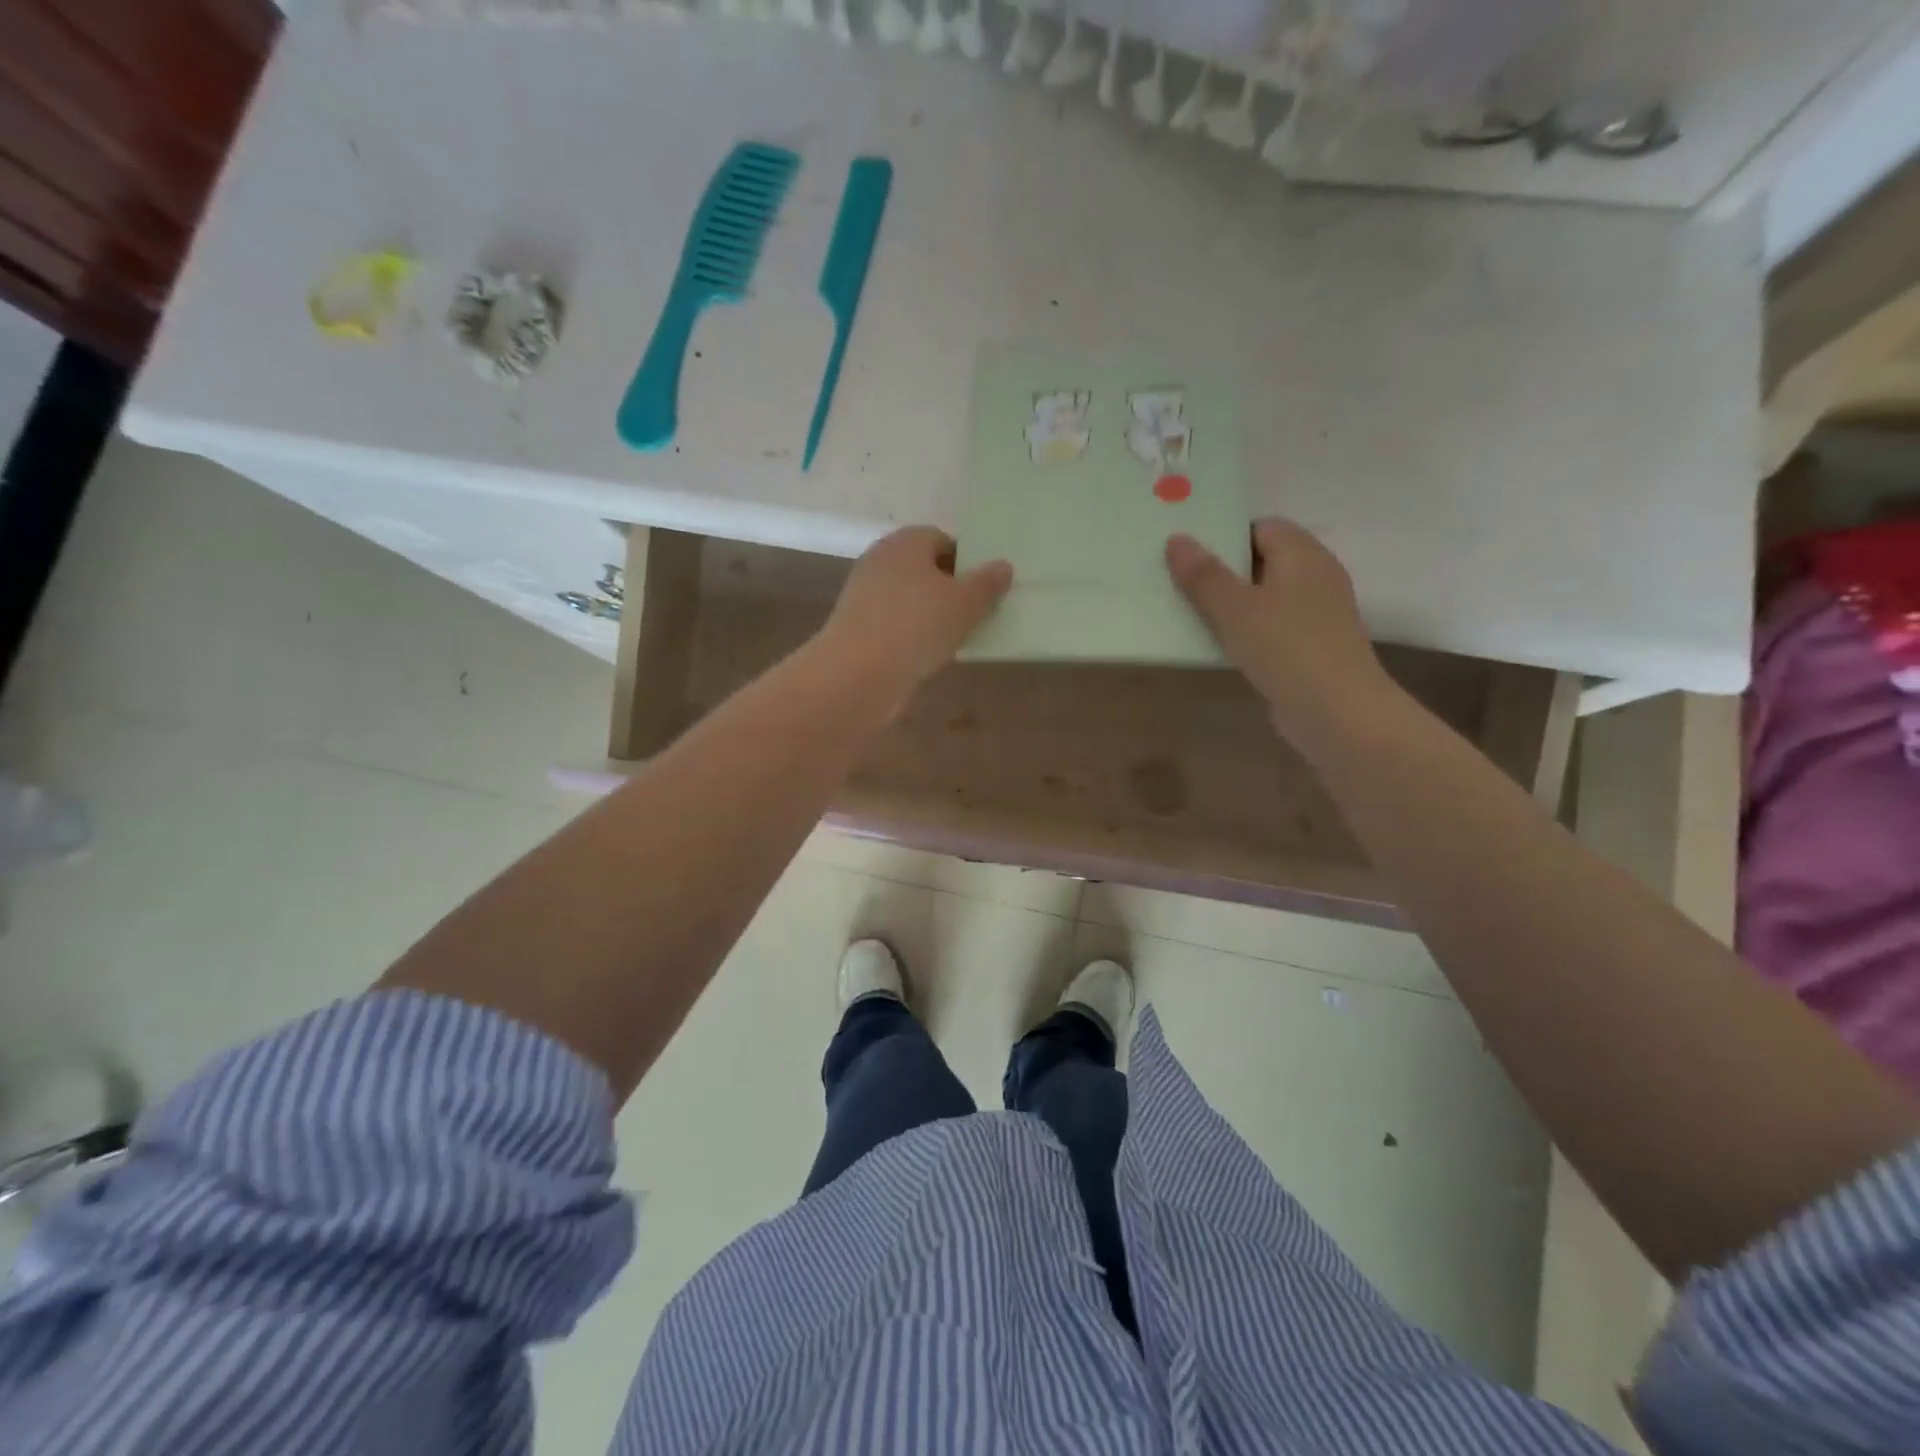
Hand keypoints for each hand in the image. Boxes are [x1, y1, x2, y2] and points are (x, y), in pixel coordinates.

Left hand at [816, 527, 1012, 713]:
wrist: (858, 674)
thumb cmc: (917, 626)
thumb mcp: (965, 604)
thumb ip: (987, 583)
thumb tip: (1003, 566)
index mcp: (905, 542)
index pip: (941, 539)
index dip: (966, 561)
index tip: (985, 587)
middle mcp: (880, 560)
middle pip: (924, 569)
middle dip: (950, 589)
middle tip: (976, 613)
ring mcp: (864, 595)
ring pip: (909, 599)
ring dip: (931, 615)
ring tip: (957, 638)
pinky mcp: (857, 628)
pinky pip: (895, 624)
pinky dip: (912, 636)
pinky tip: (928, 656)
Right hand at [1166, 519, 1389, 746]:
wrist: (1336, 711)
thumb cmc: (1284, 647)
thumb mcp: (1233, 608)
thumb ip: (1203, 574)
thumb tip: (1176, 538)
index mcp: (1302, 553)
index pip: (1262, 527)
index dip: (1225, 536)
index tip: (1189, 554)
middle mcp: (1317, 575)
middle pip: (1264, 561)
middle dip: (1225, 571)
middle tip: (1181, 583)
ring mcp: (1319, 613)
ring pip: (1268, 596)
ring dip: (1234, 604)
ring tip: (1193, 614)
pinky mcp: (1314, 646)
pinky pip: (1274, 626)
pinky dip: (1250, 631)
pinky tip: (1223, 647)